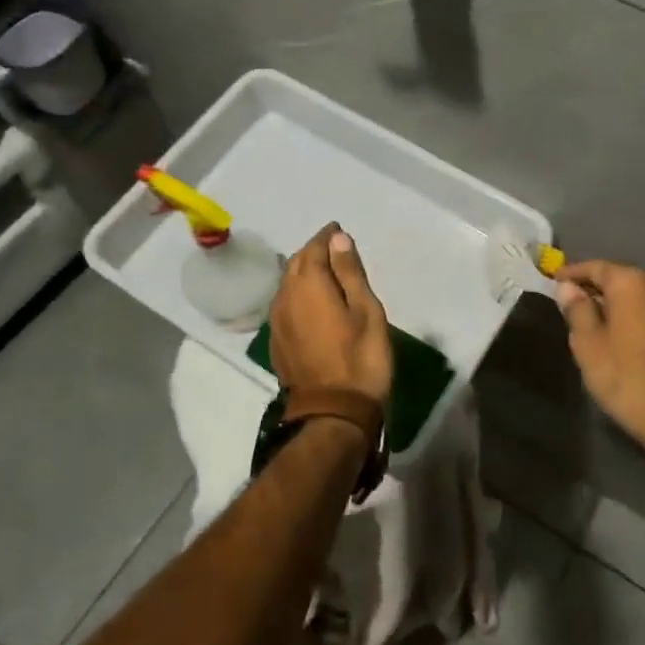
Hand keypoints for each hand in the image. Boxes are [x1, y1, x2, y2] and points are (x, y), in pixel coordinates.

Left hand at [269, 224, 392, 407]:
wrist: (332, 413)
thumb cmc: (360, 358)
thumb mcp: (366, 311)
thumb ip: (349, 272)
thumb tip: (337, 238)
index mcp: (310, 284)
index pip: (315, 247)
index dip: (327, 237)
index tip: (339, 231)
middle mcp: (286, 296)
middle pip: (297, 263)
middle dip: (314, 251)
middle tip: (335, 250)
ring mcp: (277, 320)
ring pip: (288, 283)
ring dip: (304, 273)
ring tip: (326, 274)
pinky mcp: (277, 340)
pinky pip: (285, 304)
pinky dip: (298, 294)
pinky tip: (312, 303)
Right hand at [554, 261, 644, 459]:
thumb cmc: (629, 380)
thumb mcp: (589, 346)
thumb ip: (578, 310)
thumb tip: (569, 288)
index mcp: (633, 284)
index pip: (597, 267)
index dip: (574, 273)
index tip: (556, 279)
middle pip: (624, 280)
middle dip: (600, 289)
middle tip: (577, 303)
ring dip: (624, 306)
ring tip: (605, 324)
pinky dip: (644, 322)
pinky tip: (635, 343)